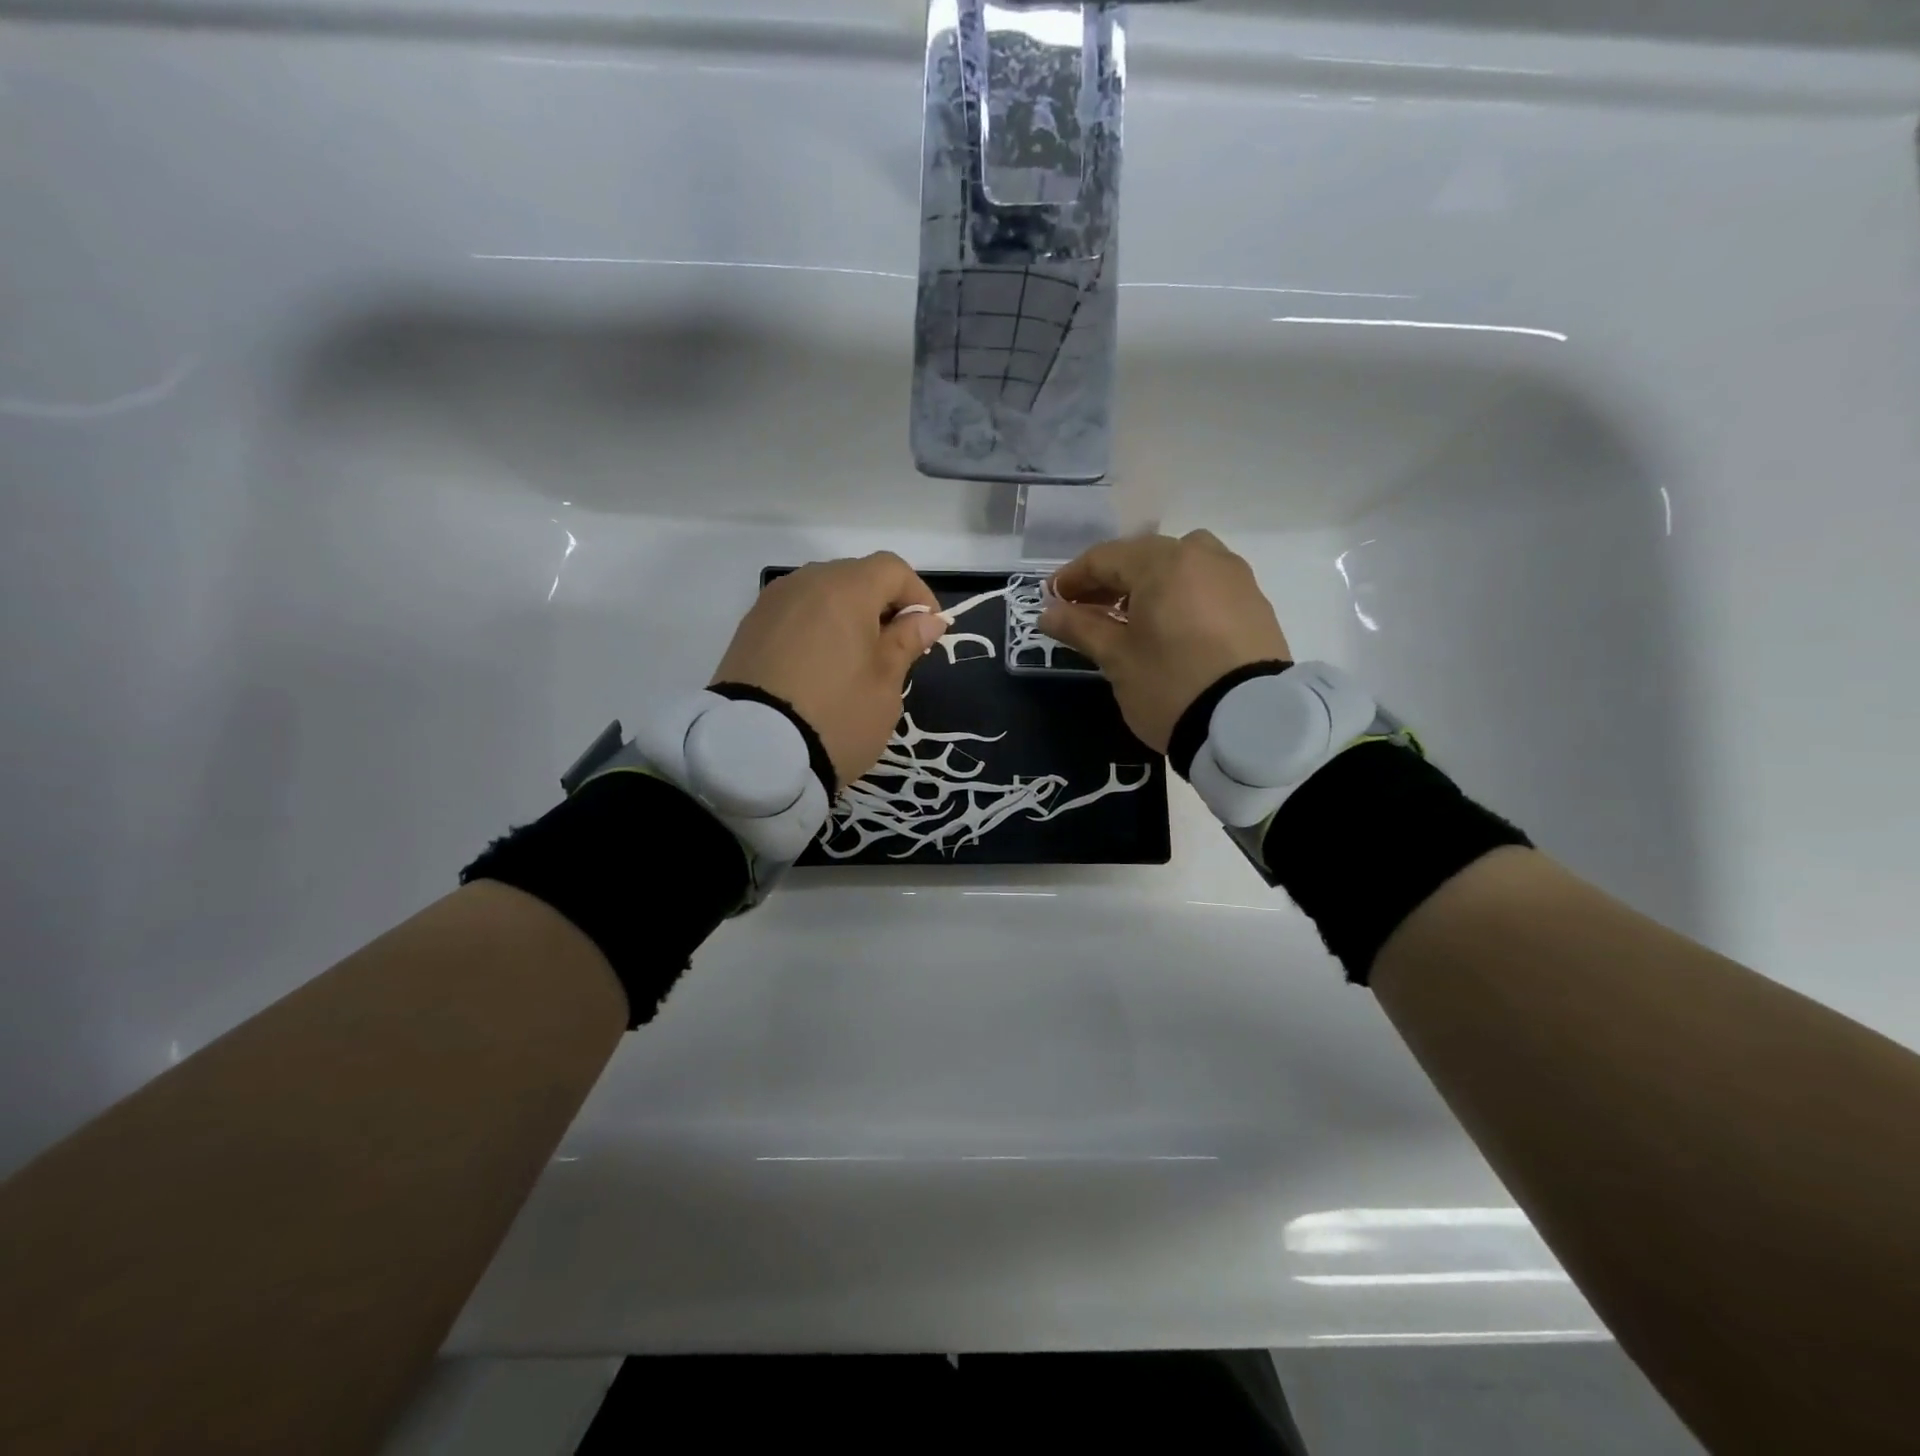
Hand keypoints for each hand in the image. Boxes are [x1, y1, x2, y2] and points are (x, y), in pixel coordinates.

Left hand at [711, 552, 945, 786]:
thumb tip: (927, 618)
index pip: (892, 569)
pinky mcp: (749, 629)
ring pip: (822, 595)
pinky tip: (820, 668)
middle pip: (855, 577)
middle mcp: (805, 582)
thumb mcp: (885, 684)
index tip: (929, 632)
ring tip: (856, 661)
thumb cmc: (837, 715)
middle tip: (895, 650)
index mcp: (844, 588)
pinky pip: (795, 615)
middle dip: (882, 605)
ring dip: (847, 617)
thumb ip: (907, 642)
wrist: (753, 753)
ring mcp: (771, 604)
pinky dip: (816, 630)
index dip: (918, 595)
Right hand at [1039, 530, 1290, 752]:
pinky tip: (1168, 628)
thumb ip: (1079, 627)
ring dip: (1146, 585)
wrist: (1250, 725)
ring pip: (1179, 566)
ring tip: (1128, 618)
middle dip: (1109, 580)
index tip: (1051, 599)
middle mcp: (1204, 556)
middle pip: (1144, 557)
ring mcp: (1235, 578)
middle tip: (1084, 610)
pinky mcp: (1255, 604)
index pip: (1105, 558)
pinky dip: (1179, 596)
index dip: (1073, 577)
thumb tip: (1047, 612)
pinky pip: (1206, 586)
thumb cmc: (1170, 685)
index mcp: (1164, 562)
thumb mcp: (1116, 658)